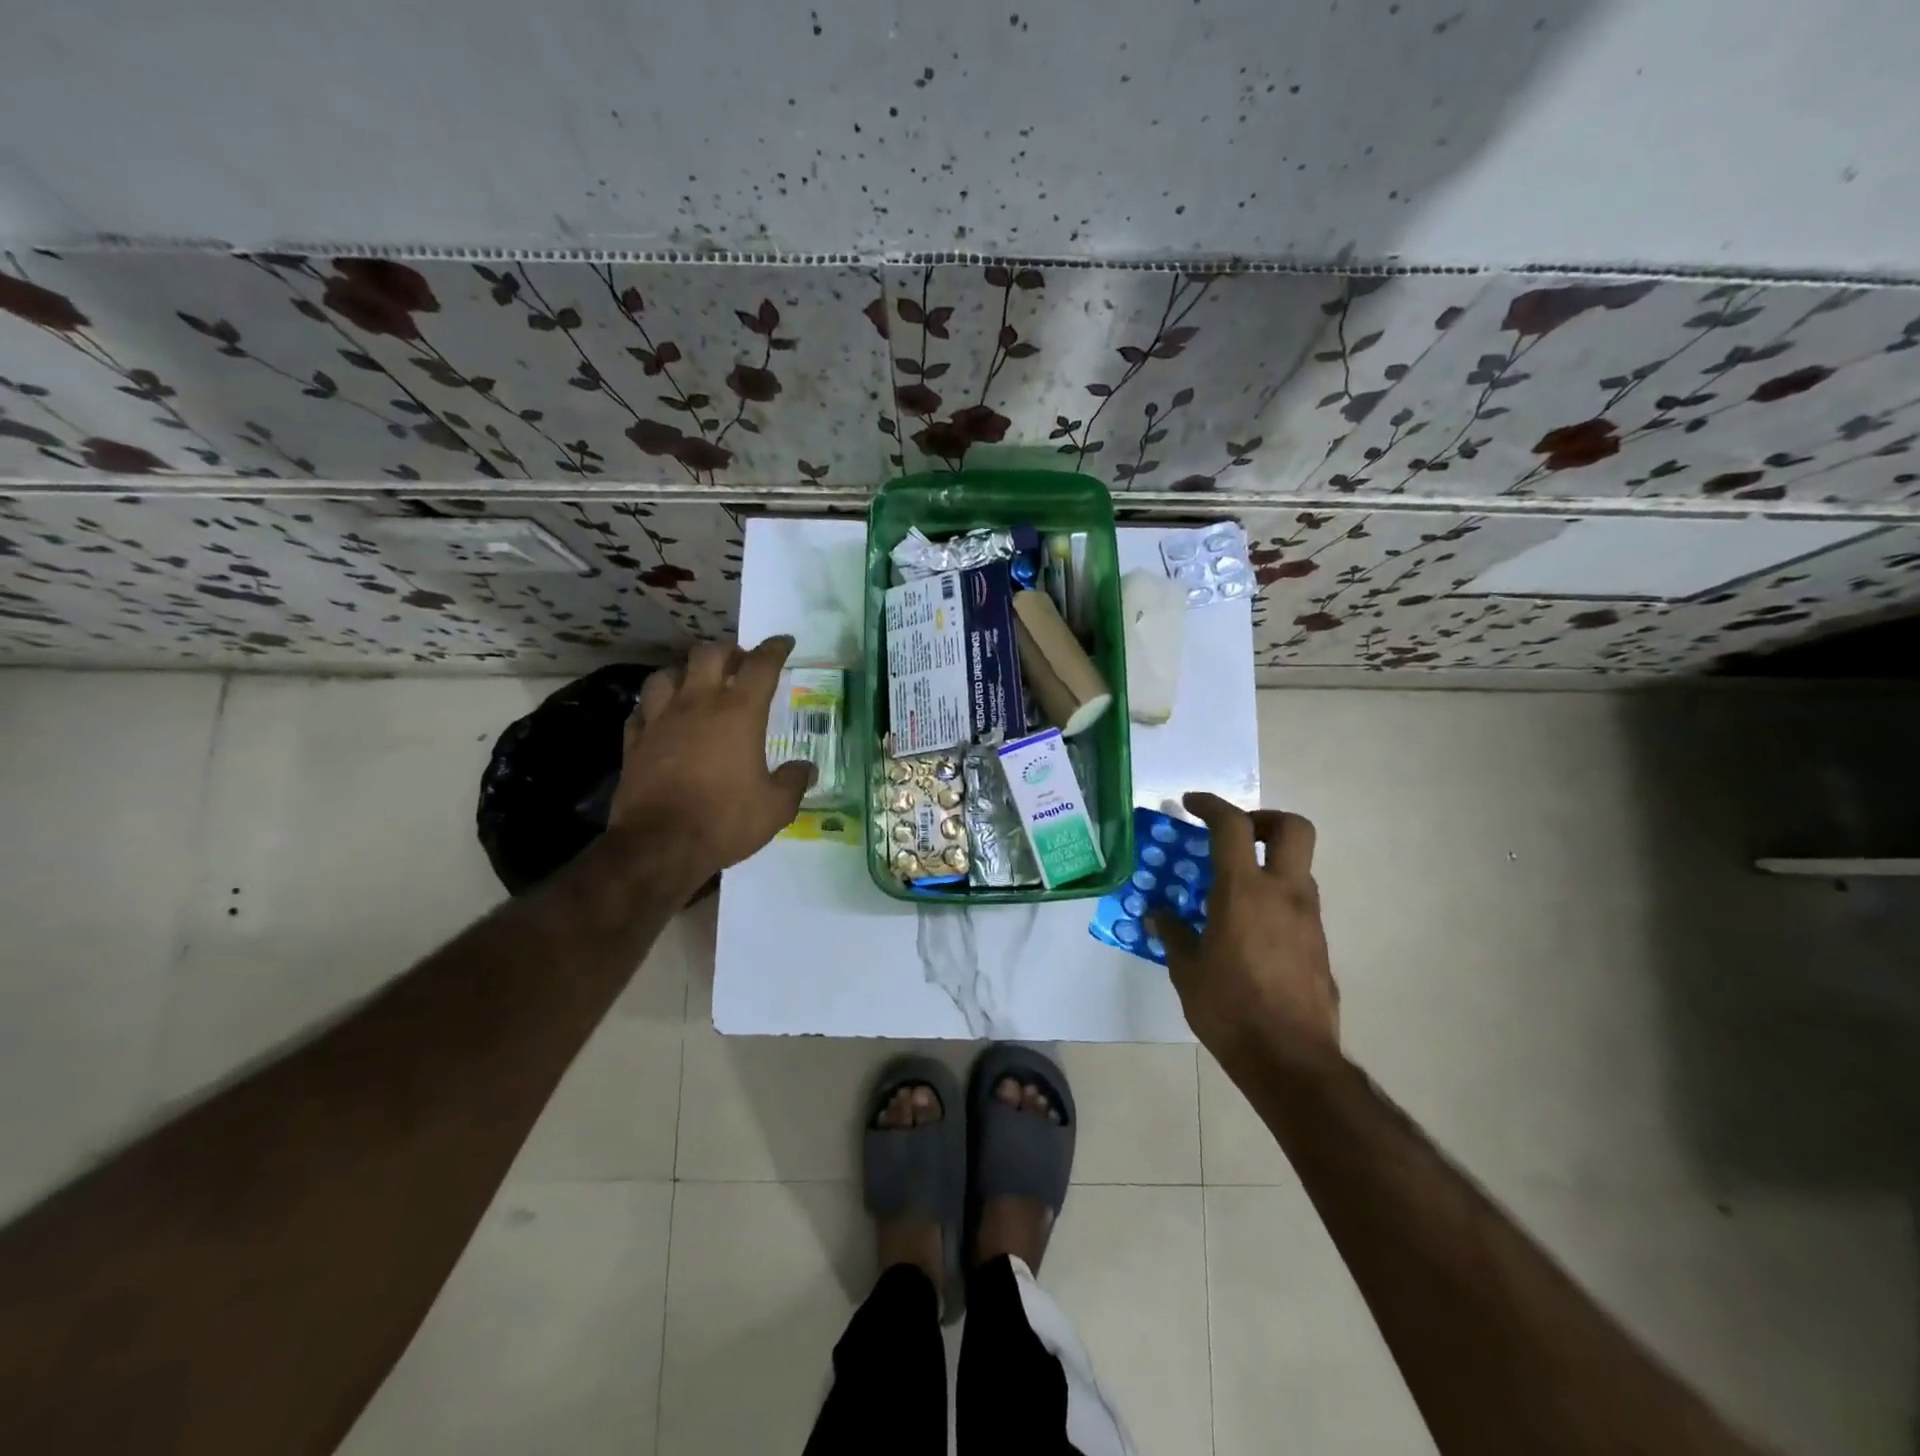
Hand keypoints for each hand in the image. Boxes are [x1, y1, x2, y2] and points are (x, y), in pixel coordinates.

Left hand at [611, 636, 813, 876]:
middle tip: (740, 663)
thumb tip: (806, 769)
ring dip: (685, 672)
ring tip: (696, 683)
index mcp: (739, 712)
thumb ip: (793, 782)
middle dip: (729, 651)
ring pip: (667, 674)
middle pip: (709, 654)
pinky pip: (642, 709)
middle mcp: (698, 704)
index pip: (761, 665)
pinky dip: (655, 705)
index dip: (775, 649)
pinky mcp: (634, 741)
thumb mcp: (776, 807)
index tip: (784, 642)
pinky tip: (661, 715)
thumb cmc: (725, 820)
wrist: (659, 845)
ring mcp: (661, 720)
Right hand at [1150, 792, 1340, 1076]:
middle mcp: (1284, 894)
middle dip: (1264, 819)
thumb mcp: (1187, 971)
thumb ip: (1173, 934)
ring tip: (1235, 889)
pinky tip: (1251, 929)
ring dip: (1270, 862)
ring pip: (1299, 866)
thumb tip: (1158, 916)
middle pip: (1293, 827)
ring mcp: (1308, 918)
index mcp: (1243, 892)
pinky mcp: (1320, 944)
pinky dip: (1276, 897)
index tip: (1191, 803)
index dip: (1211, 804)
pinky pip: (1300, 902)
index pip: (1232, 826)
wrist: (1291, 1061)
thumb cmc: (1229, 1010)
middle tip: (1235, 836)